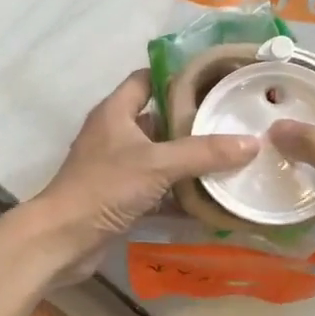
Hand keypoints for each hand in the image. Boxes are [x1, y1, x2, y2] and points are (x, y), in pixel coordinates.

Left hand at [16, 69, 257, 278]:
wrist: (62, 239)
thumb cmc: (105, 187)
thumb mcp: (158, 164)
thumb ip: (204, 152)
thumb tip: (252, 142)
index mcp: (115, 112)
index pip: (147, 79)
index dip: (177, 76)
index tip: (213, 81)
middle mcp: (115, 134)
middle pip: (158, 119)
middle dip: (192, 122)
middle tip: (231, 121)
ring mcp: (116, 168)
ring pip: (159, 157)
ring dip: (188, 160)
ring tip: (230, 157)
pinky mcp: (119, 198)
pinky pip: (156, 189)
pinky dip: (179, 193)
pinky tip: (210, 198)